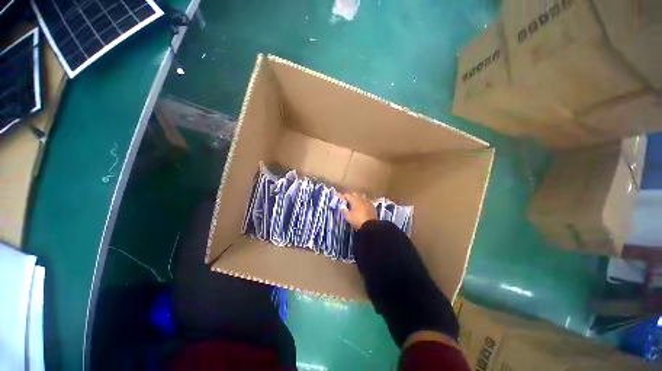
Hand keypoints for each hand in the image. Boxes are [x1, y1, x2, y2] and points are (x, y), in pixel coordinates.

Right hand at [340, 192, 376, 230]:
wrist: (370, 226)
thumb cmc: (358, 220)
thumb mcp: (348, 217)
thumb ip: (344, 211)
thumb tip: (341, 207)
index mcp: (355, 200)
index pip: (348, 195)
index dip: (343, 195)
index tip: (339, 196)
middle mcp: (362, 199)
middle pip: (355, 194)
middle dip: (350, 195)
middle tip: (346, 198)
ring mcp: (368, 202)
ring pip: (362, 196)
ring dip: (357, 197)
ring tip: (354, 201)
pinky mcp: (372, 206)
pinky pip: (367, 201)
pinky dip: (363, 201)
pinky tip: (362, 205)